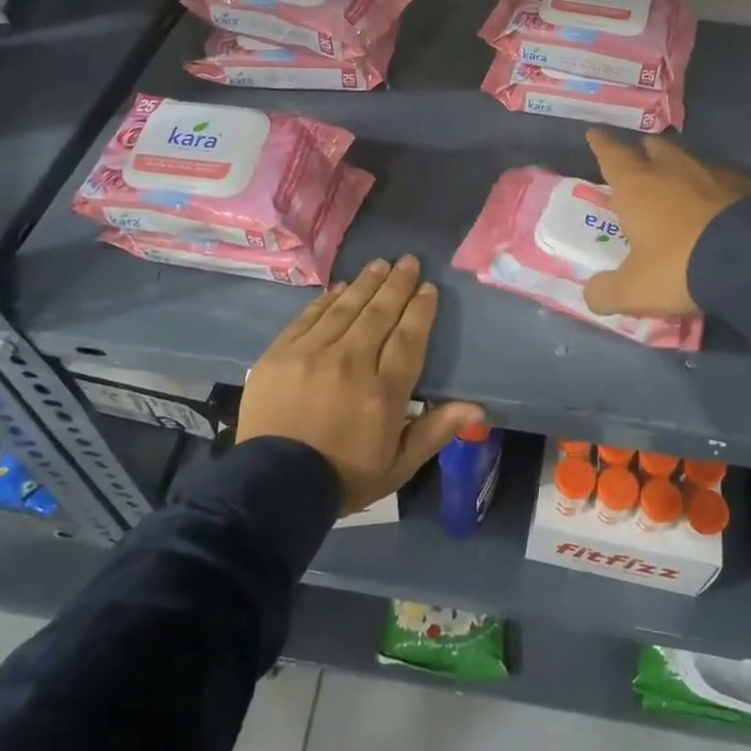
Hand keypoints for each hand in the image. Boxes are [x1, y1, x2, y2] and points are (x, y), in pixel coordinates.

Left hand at [238, 255, 483, 512]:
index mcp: (383, 392)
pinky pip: (310, 316)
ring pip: (346, 308)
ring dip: (366, 283)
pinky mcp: (281, 353)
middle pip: (379, 314)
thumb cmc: (343, 478)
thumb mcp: (398, 466)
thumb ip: (435, 431)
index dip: (421, 310)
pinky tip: (340, 287)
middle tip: (409, 261)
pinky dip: (328, 299)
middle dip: (397, 284)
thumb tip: (478, 409)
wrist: (272, 489)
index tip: (428, 288)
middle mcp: (351, 363)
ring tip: (380, 264)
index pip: (408, 337)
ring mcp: (312, 354)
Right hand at [582, 128, 750, 317]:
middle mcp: (670, 169)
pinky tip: (718, 201)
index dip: (600, 144)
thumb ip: (606, 292)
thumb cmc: (678, 266)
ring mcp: (711, 173)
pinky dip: (713, 186)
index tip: (595, 133)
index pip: (611, 155)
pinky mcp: (745, 184)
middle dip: (643, 151)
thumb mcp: (634, 290)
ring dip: (678, 167)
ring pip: (688, 160)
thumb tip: (591, 295)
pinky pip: (722, 179)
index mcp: (636, 186)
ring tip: (677, 180)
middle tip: (639, 157)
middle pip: (653, 148)